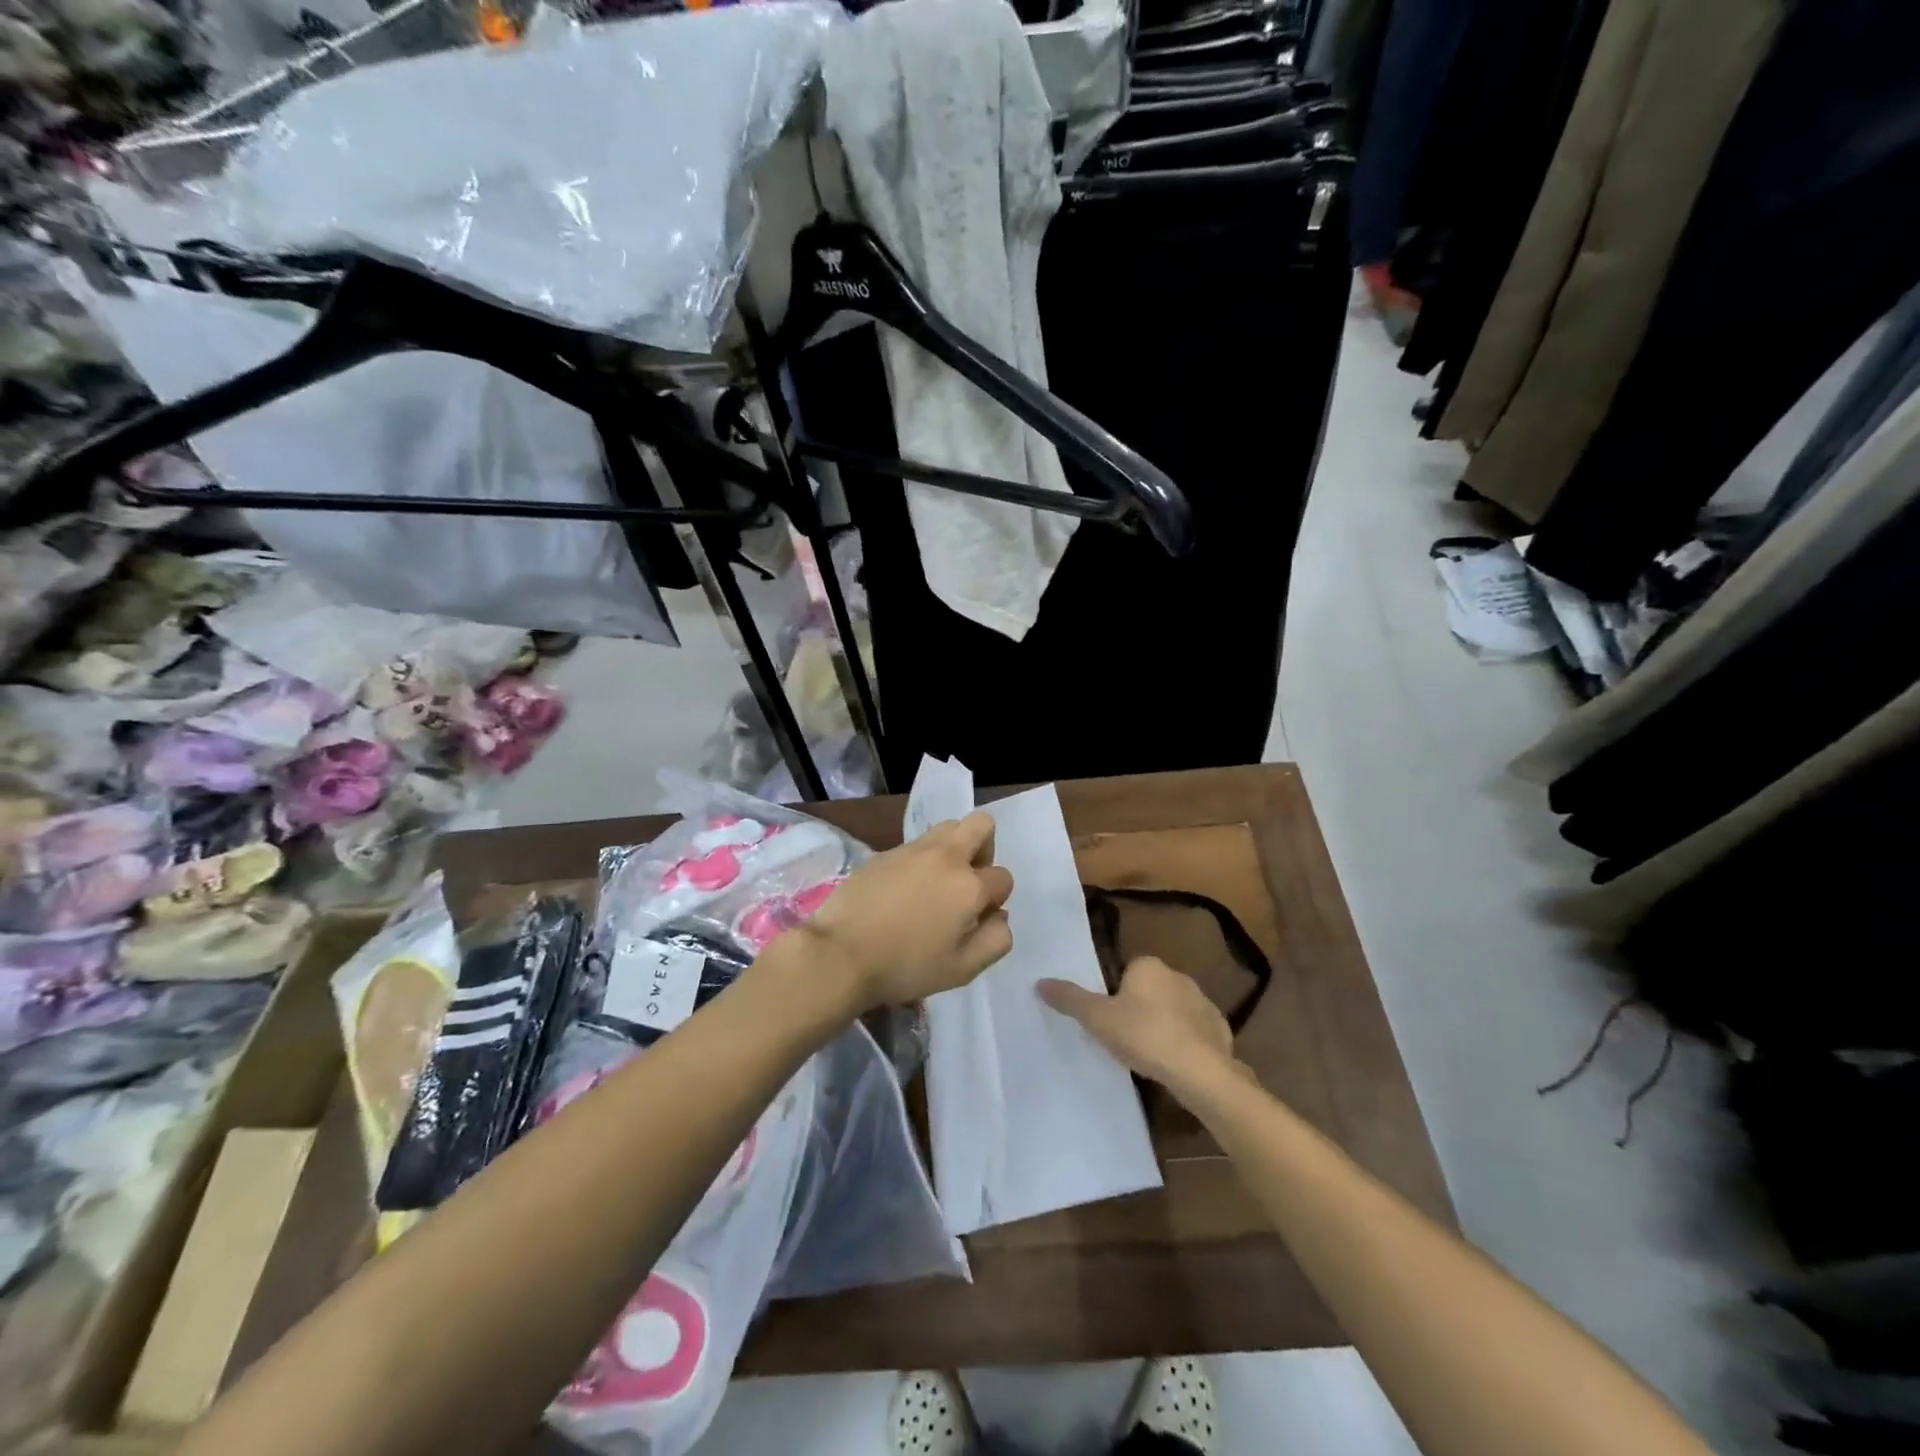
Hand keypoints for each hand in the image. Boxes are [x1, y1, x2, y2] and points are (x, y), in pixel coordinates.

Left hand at [790, 812, 1013, 1012]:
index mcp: (969, 886)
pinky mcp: (886, 851)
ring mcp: (913, 849)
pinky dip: (922, 858)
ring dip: (954, 847)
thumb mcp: (962, 969)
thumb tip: (1000, 916)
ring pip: (949, 827)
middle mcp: (946, 857)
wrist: (840, 953)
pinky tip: (905, 889)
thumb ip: (995, 941)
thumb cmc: (905, 967)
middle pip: (982, 825)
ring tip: (937, 882)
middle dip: (985, 848)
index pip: (1003, 878)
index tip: (976, 920)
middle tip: (968, 881)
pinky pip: (917, 843)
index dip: (995, 900)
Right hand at [1038, 956, 1244, 1097]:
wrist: (1201, 1072)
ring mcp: (1203, 1002)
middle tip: (1124, 1038)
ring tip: (1149, 1056)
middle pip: (1150, 990)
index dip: (1115, 994)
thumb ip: (1070, 999)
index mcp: (1149, 966)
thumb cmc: (1144, 1035)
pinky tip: (1176, 1065)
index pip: (1126, 972)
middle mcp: (1178, 976)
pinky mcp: (1220, 1030)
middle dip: (1139, 1009)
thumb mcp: (1098, 1018)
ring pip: (1174, 1011)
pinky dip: (1186, 1044)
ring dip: (1163, 1026)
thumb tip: (1040, 982)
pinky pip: (1195, 1032)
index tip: (1109, 1019)